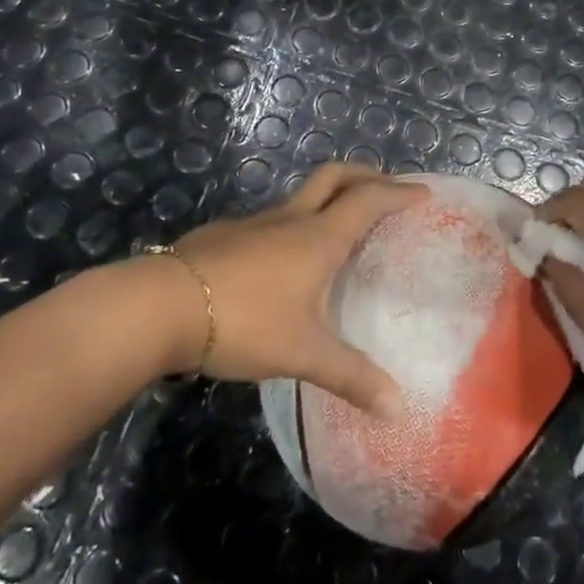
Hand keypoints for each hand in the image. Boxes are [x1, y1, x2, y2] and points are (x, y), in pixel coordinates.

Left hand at [162, 163, 426, 418]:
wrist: (160, 306)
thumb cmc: (244, 322)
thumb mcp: (303, 354)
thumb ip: (351, 378)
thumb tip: (397, 408)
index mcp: (319, 237)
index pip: (368, 200)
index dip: (398, 193)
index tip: (422, 194)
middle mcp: (290, 219)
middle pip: (334, 176)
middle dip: (364, 174)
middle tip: (386, 187)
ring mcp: (254, 223)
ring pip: (300, 196)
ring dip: (327, 198)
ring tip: (339, 227)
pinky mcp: (225, 235)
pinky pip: (271, 219)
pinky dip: (293, 224)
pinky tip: (284, 260)